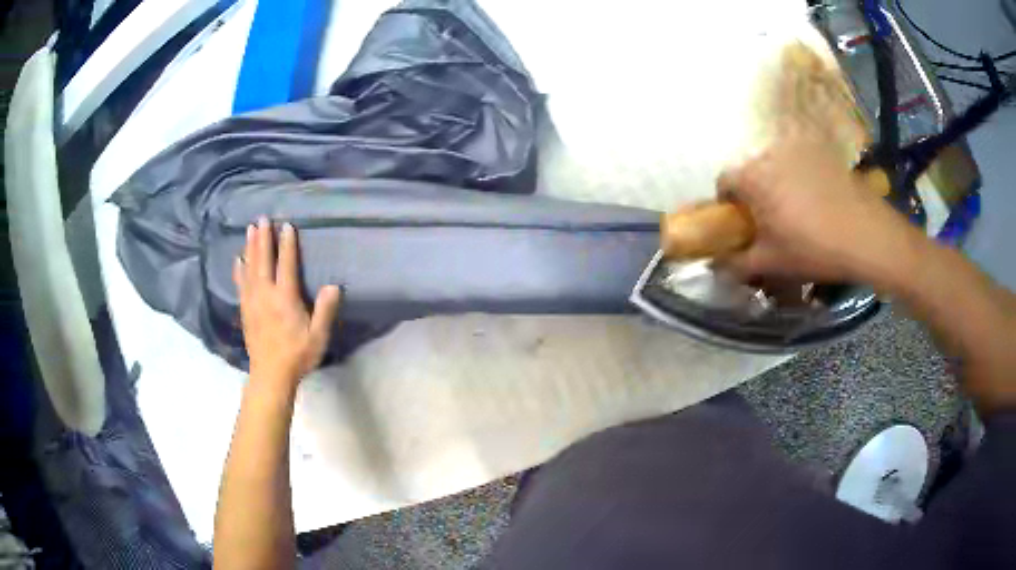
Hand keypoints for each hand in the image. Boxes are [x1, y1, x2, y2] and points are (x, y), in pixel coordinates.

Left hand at [234, 217, 340, 387]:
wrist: (270, 375)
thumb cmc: (297, 355)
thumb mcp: (318, 336)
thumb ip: (325, 311)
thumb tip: (334, 286)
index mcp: (285, 298)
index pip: (286, 265)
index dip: (287, 244)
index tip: (287, 225)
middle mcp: (266, 294)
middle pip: (264, 260)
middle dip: (263, 238)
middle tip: (262, 218)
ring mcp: (252, 301)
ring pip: (250, 268)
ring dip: (250, 247)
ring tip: (250, 229)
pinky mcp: (245, 310)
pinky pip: (241, 283)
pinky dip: (239, 269)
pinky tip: (238, 259)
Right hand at [717, 129, 913, 284]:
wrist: (867, 235)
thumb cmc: (814, 248)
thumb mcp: (772, 262)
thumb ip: (737, 263)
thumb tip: (716, 265)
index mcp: (753, 177)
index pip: (723, 182)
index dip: (728, 205)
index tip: (742, 226)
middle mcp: (771, 153)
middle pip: (751, 171)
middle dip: (754, 195)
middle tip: (772, 224)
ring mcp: (799, 150)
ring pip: (775, 166)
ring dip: (777, 185)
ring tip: (798, 214)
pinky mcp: (822, 153)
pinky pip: (799, 163)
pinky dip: (799, 179)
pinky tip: (819, 203)